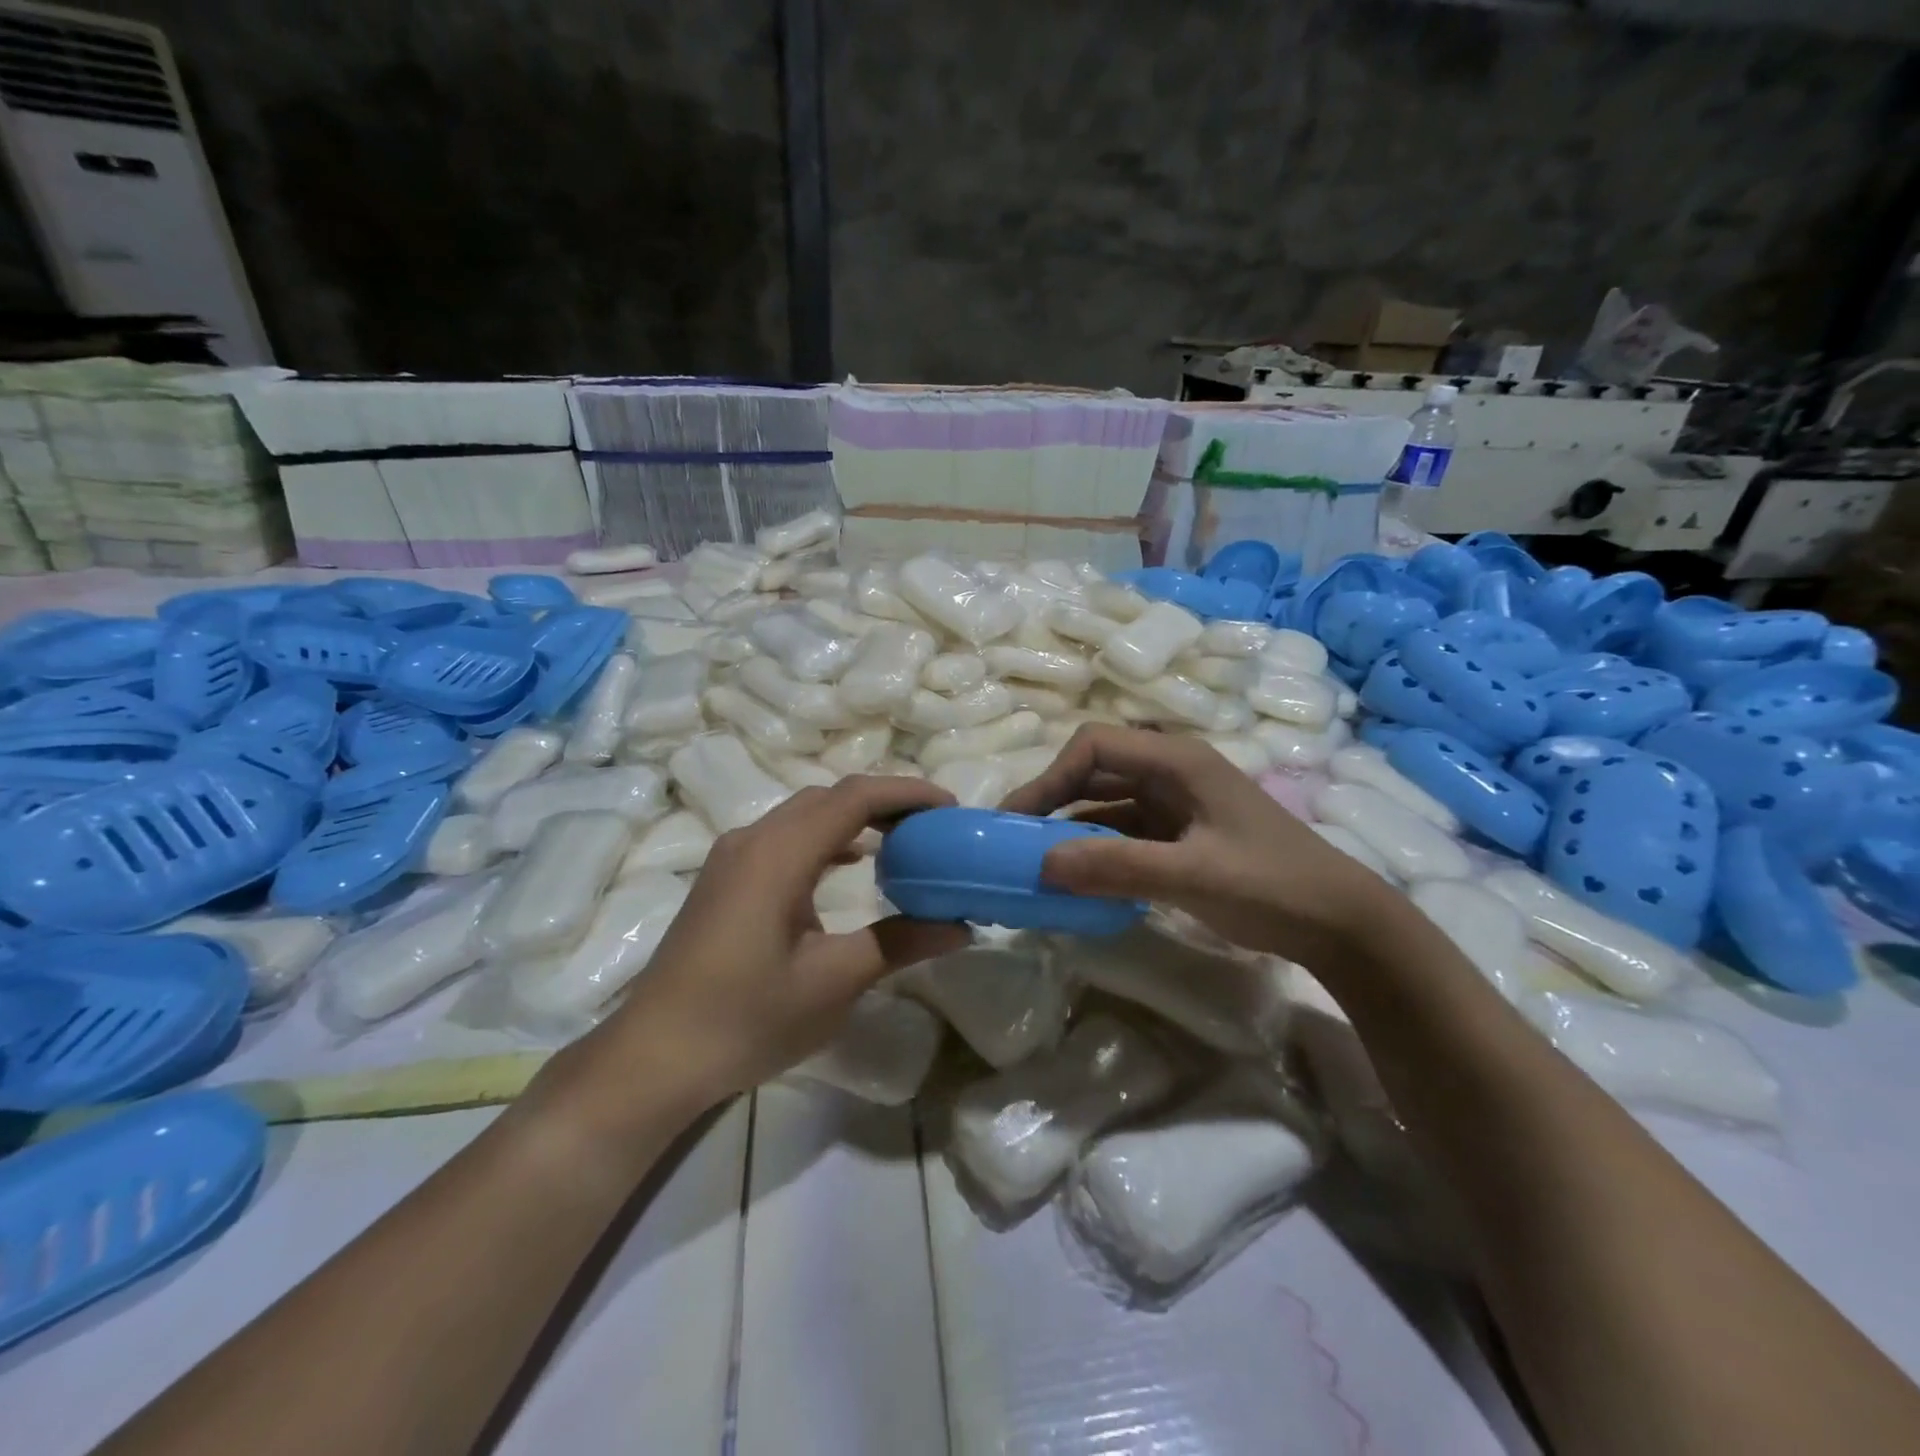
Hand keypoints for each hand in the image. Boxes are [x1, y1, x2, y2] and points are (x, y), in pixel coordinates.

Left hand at [584, 776, 970, 1110]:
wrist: (654, 1056)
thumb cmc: (746, 1019)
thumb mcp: (833, 983)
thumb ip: (898, 943)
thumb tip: (961, 928)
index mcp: (778, 854)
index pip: (853, 798)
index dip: (906, 793)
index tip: (949, 808)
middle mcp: (752, 839)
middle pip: (828, 797)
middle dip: (885, 801)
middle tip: (933, 825)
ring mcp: (732, 857)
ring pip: (804, 814)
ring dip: (854, 817)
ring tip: (902, 839)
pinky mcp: (725, 878)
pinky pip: (785, 836)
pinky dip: (826, 837)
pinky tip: (850, 863)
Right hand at [999, 724, 1392, 966]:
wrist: (1341, 923)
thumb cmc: (1272, 884)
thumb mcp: (1192, 875)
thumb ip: (1117, 867)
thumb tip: (1041, 864)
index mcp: (1177, 760)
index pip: (1094, 747)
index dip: (1051, 777)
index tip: (1020, 820)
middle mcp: (1171, 773)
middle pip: (1095, 772)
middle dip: (1053, 802)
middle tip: (1016, 842)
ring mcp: (1176, 806)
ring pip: (1106, 806)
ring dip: (1071, 830)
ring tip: (1037, 864)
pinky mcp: (1180, 837)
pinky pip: (1124, 835)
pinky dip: (1096, 852)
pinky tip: (1076, 879)